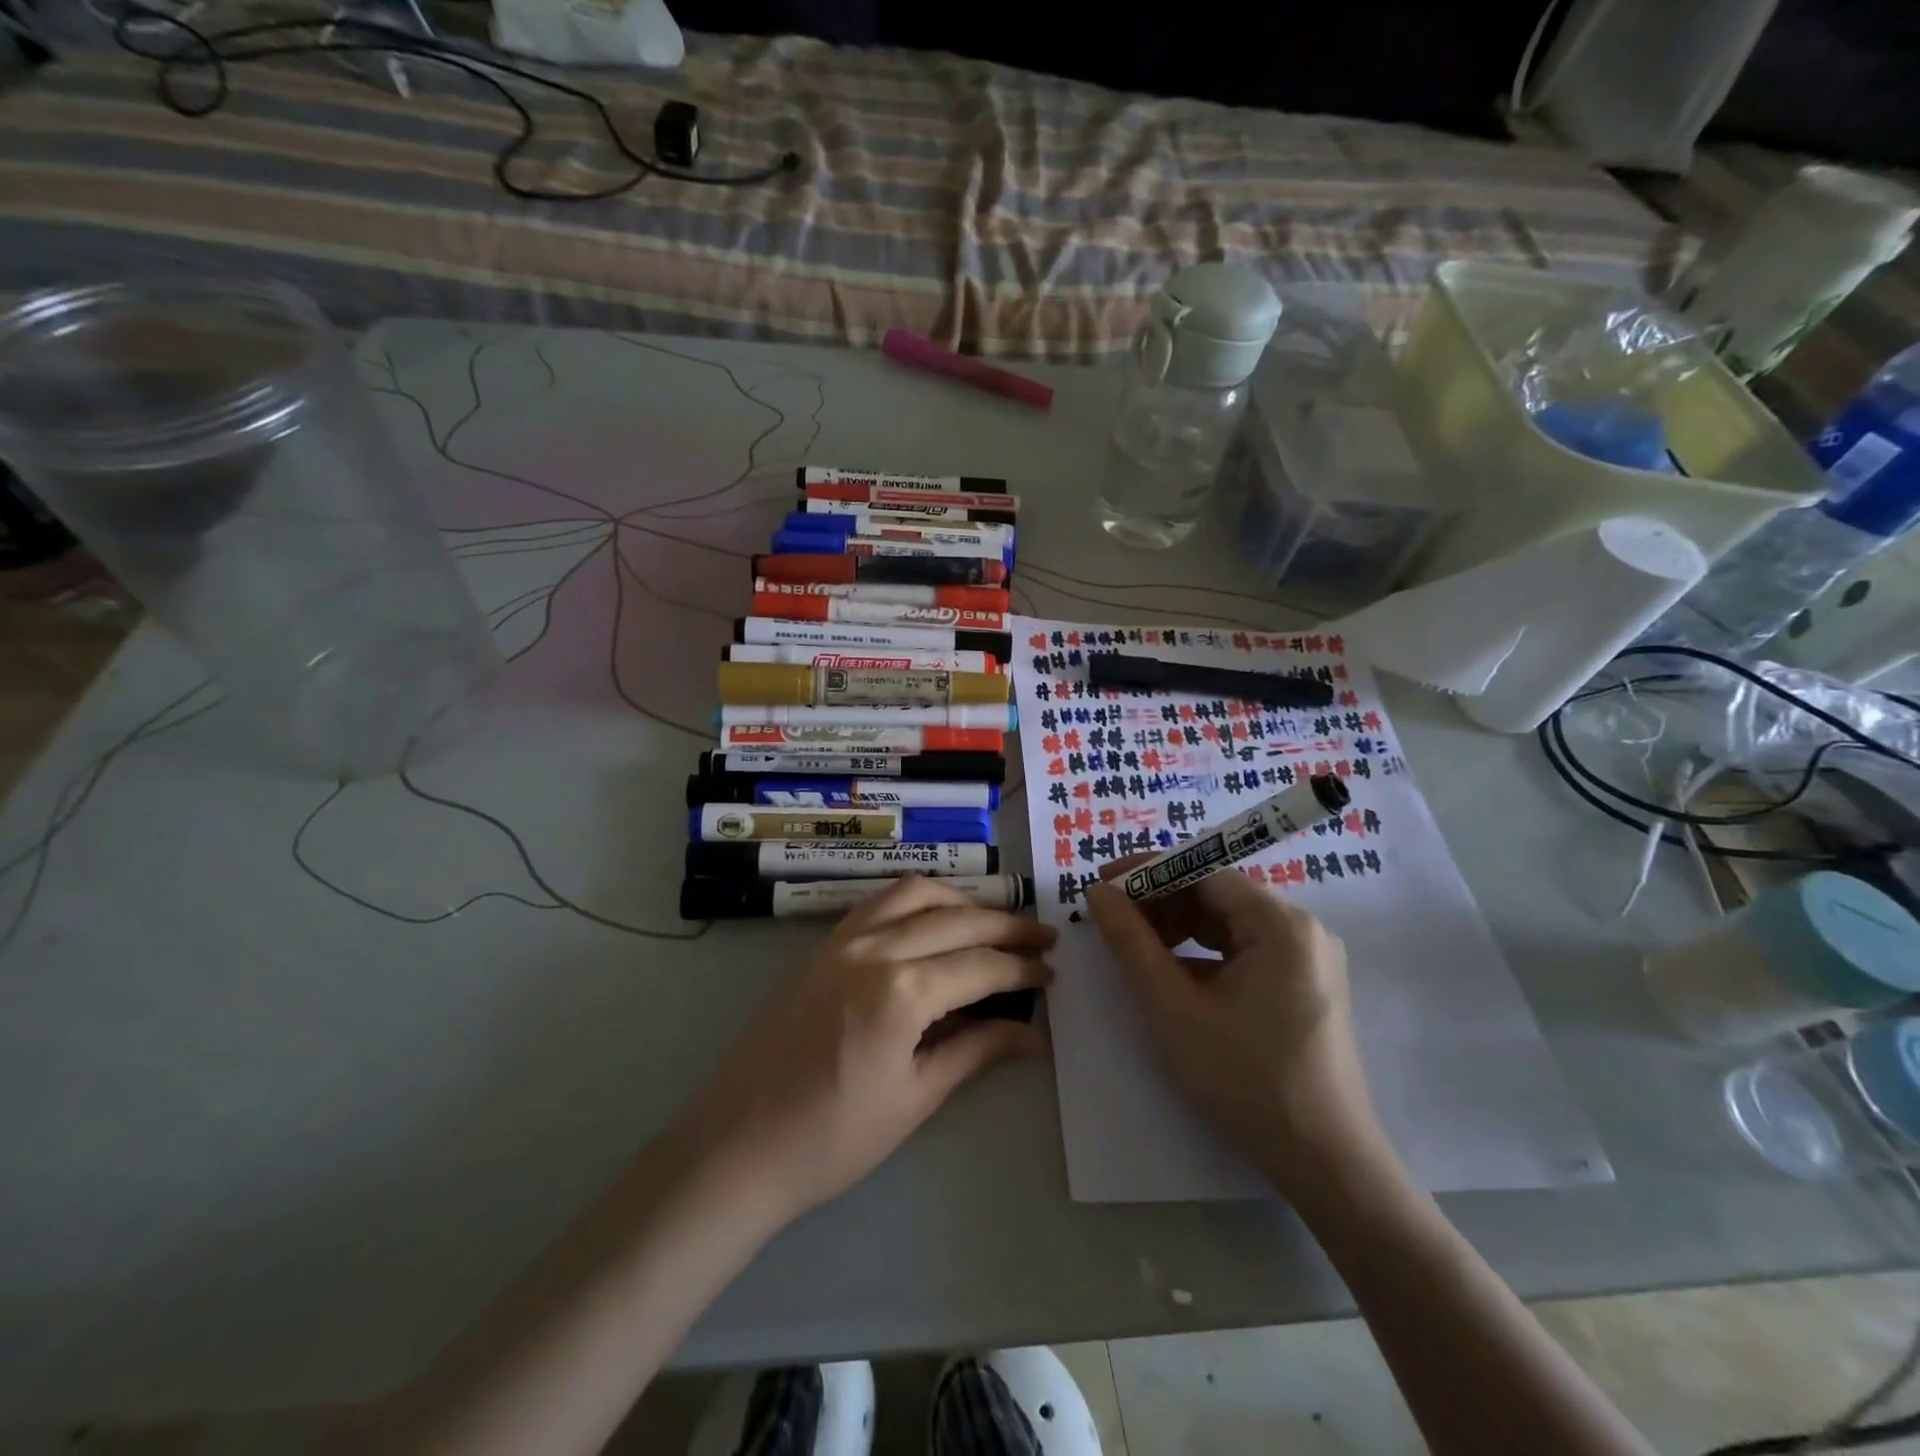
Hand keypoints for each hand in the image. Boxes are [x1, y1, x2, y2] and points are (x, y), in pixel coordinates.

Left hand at [677, 877, 1054, 1225]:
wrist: (739, 1145)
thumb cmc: (833, 1138)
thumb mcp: (916, 1097)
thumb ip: (976, 1051)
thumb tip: (1032, 1035)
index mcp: (902, 991)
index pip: (981, 965)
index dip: (1022, 968)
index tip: (1050, 972)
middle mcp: (875, 948)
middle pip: (957, 919)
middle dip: (1006, 925)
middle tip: (1042, 937)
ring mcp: (843, 939)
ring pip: (916, 893)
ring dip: (962, 900)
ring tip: (993, 921)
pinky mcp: (823, 944)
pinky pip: (880, 902)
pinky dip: (918, 899)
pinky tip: (935, 919)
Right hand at [1086, 860, 1377, 1194]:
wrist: (1325, 1163)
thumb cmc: (1245, 1079)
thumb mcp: (1174, 1007)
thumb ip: (1131, 941)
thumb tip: (1097, 891)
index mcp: (1281, 924)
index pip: (1203, 871)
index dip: (1148, 872)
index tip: (1103, 883)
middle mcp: (1302, 929)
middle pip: (1217, 894)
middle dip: (1160, 901)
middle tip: (1111, 919)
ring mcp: (1307, 959)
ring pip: (1228, 922)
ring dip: (1178, 927)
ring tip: (1134, 946)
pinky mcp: (1304, 985)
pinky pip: (1244, 950)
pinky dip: (1203, 953)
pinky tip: (1171, 974)